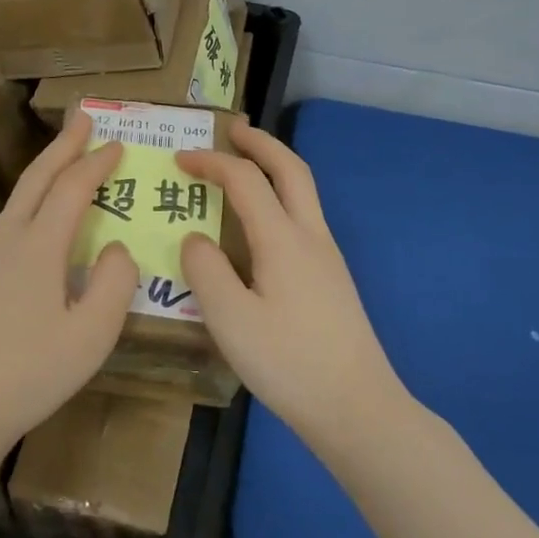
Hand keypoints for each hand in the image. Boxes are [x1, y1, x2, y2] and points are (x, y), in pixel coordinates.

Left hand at [0, 111, 139, 471]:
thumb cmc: (30, 375)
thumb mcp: (92, 335)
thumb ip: (115, 283)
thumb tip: (117, 249)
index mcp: (37, 245)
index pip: (73, 187)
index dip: (97, 162)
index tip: (117, 143)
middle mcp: (3, 237)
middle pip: (37, 177)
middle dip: (64, 144)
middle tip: (83, 118)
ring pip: (15, 205)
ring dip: (43, 180)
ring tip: (64, 175)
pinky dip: (23, 218)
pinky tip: (29, 240)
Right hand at [177, 118, 408, 453]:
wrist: (358, 409)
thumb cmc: (290, 363)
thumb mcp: (231, 320)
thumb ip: (205, 270)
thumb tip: (197, 239)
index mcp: (283, 239)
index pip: (244, 180)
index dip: (211, 162)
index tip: (179, 159)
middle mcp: (310, 236)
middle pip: (290, 169)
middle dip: (260, 142)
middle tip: (232, 128)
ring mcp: (327, 257)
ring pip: (303, 191)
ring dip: (274, 166)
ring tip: (245, 164)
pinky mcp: (331, 278)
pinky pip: (303, 216)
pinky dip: (280, 195)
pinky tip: (261, 223)